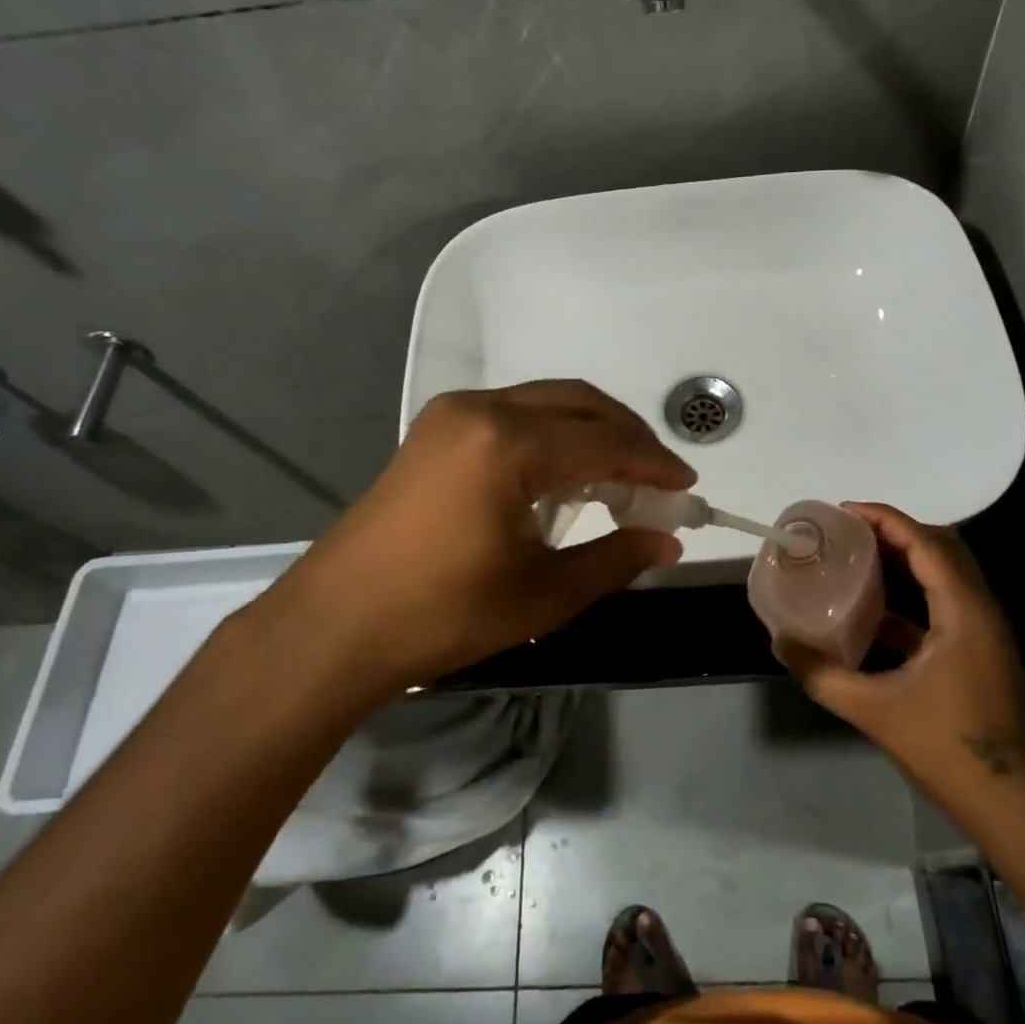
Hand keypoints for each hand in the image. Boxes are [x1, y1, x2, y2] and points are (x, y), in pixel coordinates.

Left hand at [244, 381, 694, 696]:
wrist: (338, 623)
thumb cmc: (443, 614)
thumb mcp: (542, 594)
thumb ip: (614, 559)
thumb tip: (668, 539)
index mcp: (508, 446)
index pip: (603, 442)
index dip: (652, 462)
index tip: (686, 485)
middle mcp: (482, 410)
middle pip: (578, 403)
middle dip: (627, 435)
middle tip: (658, 476)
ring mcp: (452, 413)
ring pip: (545, 400)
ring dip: (590, 429)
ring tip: (619, 474)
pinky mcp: (436, 427)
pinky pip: (514, 411)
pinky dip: (552, 431)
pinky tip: (564, 471)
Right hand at [775, 503, 1024, 807]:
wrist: (1011, 805)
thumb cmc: (947, 748)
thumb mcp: (874, 710)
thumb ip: (821, 673)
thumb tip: (778, 641)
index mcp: (963, 611)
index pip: (925, 542)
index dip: (885, 518)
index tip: (844, 511)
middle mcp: (980, 609)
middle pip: (941, 547)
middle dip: (895, 531)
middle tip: (849, 532)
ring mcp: (984, 631)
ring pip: (946, 573)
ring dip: (905, 559)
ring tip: (858, 558)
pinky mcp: (979, 651)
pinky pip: (945, 602)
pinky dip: (912, 593)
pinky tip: (875, 611)